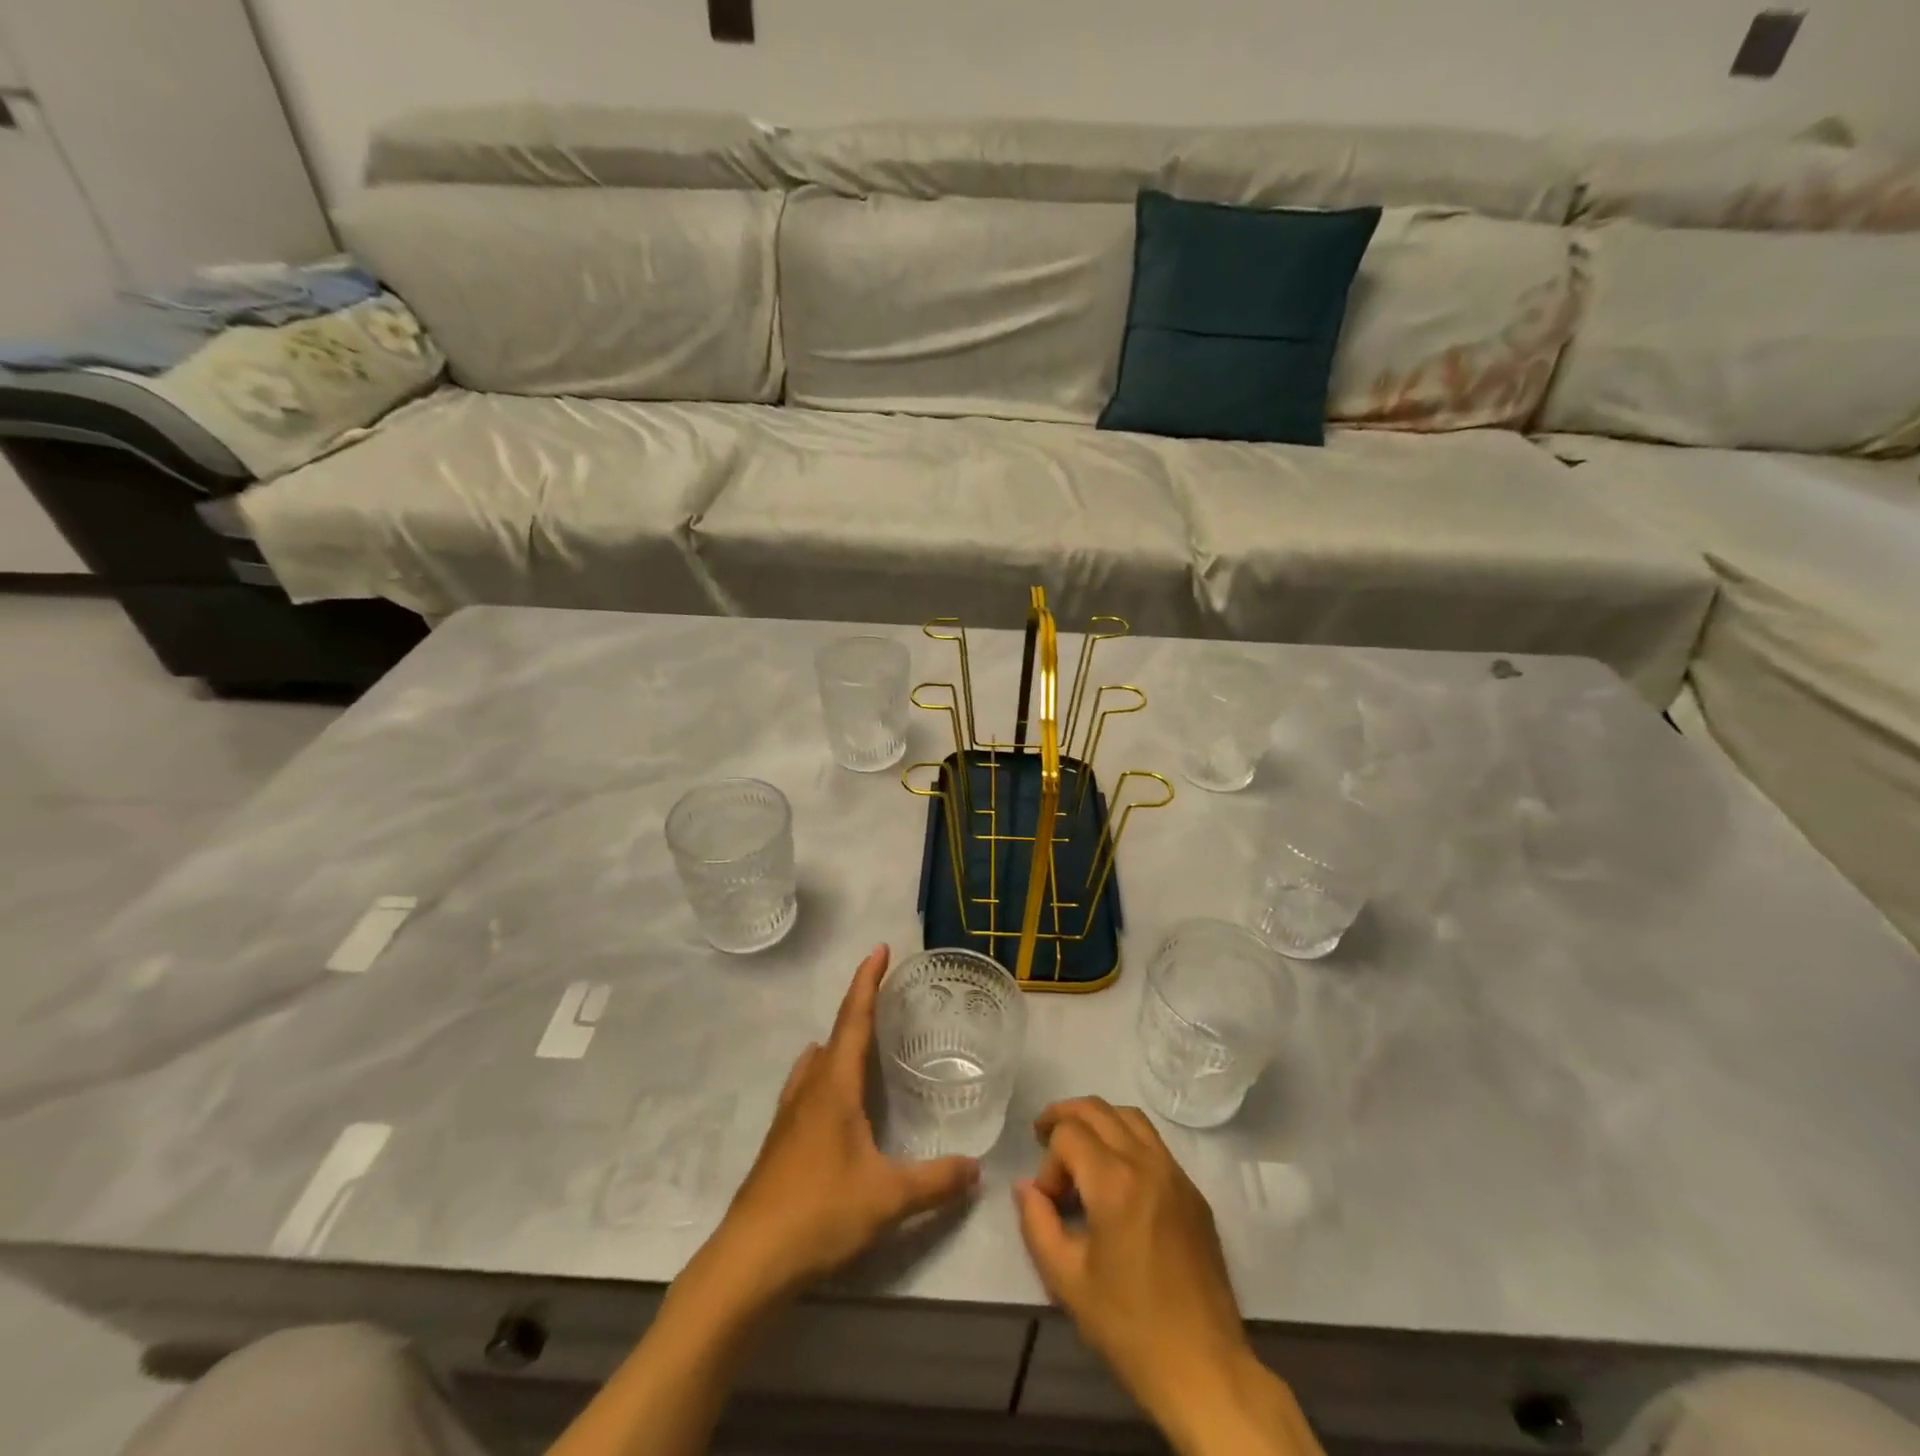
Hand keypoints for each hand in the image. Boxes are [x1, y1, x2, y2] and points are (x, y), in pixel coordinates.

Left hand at [705, 945, 979, 1307]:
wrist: (748, 1262)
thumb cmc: (819, 1213)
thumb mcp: (887, 1198)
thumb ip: (936, 1181)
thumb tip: (977, 1169)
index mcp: (833, 1086)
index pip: (854, 1019)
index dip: (867, 982)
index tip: (879, 949)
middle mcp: (808, 1090)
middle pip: (833, 1037)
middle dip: (858, 1012)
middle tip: (885, 1004)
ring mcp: (788, 1117)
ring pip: (814, 1065)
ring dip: (836, 1047)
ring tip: (862, 1050)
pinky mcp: (778, 1145)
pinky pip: (806, 1091)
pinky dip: (825, 1079)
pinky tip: (838, 1107)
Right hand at [1014, 1099, 1317, 1455]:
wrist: (1204, 1369)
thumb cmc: (1129, 1327)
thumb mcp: (1066, 1281)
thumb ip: (1037, 1224)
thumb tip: (1025, 1187)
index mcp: (1114, 1182)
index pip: (1068, 1134)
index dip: (1048, 1161)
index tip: (1048, 1202)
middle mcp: (1147, 1163)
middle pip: (1098, 1109)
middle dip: (1065, 1117)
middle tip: (1043, 1136)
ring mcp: (1176, 1175)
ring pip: (1130, 1117)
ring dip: (1098, 1120)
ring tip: (1078, 1146)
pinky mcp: (1194, 1193)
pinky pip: (1155, 1144)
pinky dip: (1127, 1140)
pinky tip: (1116, 1175)